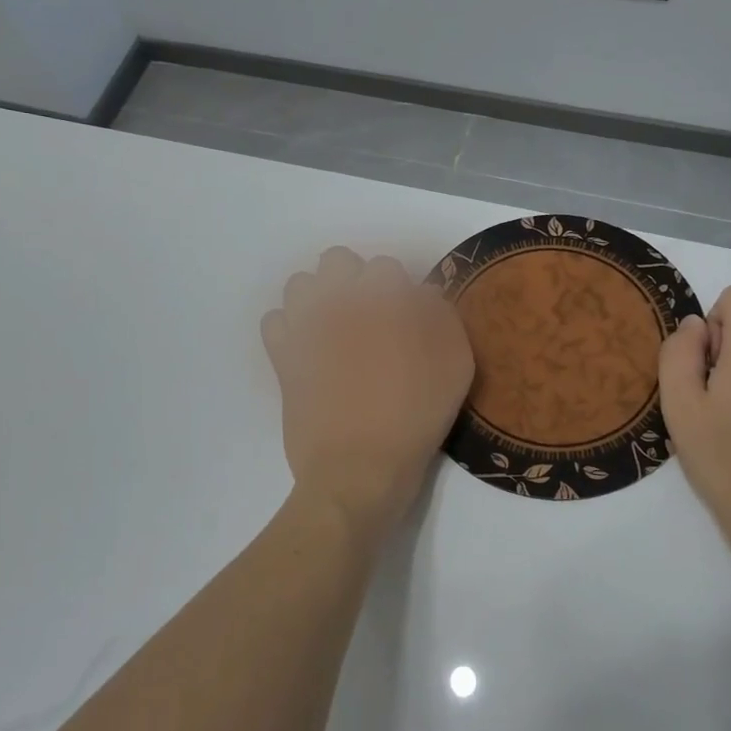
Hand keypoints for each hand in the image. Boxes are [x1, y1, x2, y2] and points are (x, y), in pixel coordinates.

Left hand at [262, 247, 474, 545]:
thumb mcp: (455, 367)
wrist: (359, 470)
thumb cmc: (416, 418)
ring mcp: (305, 327)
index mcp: (383, 300)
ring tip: (335, 329)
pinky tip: (308, 349)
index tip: (404, 319)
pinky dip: (289, 328)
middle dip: (353, 280)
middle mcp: (339, 302)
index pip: (386, 267)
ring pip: (300, 284)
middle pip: (338, 261)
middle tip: (369, 317)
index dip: (397, 291)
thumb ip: (442, 318)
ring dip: (319, 298)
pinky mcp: (282, 356)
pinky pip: (275, 320)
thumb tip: (422, 295)